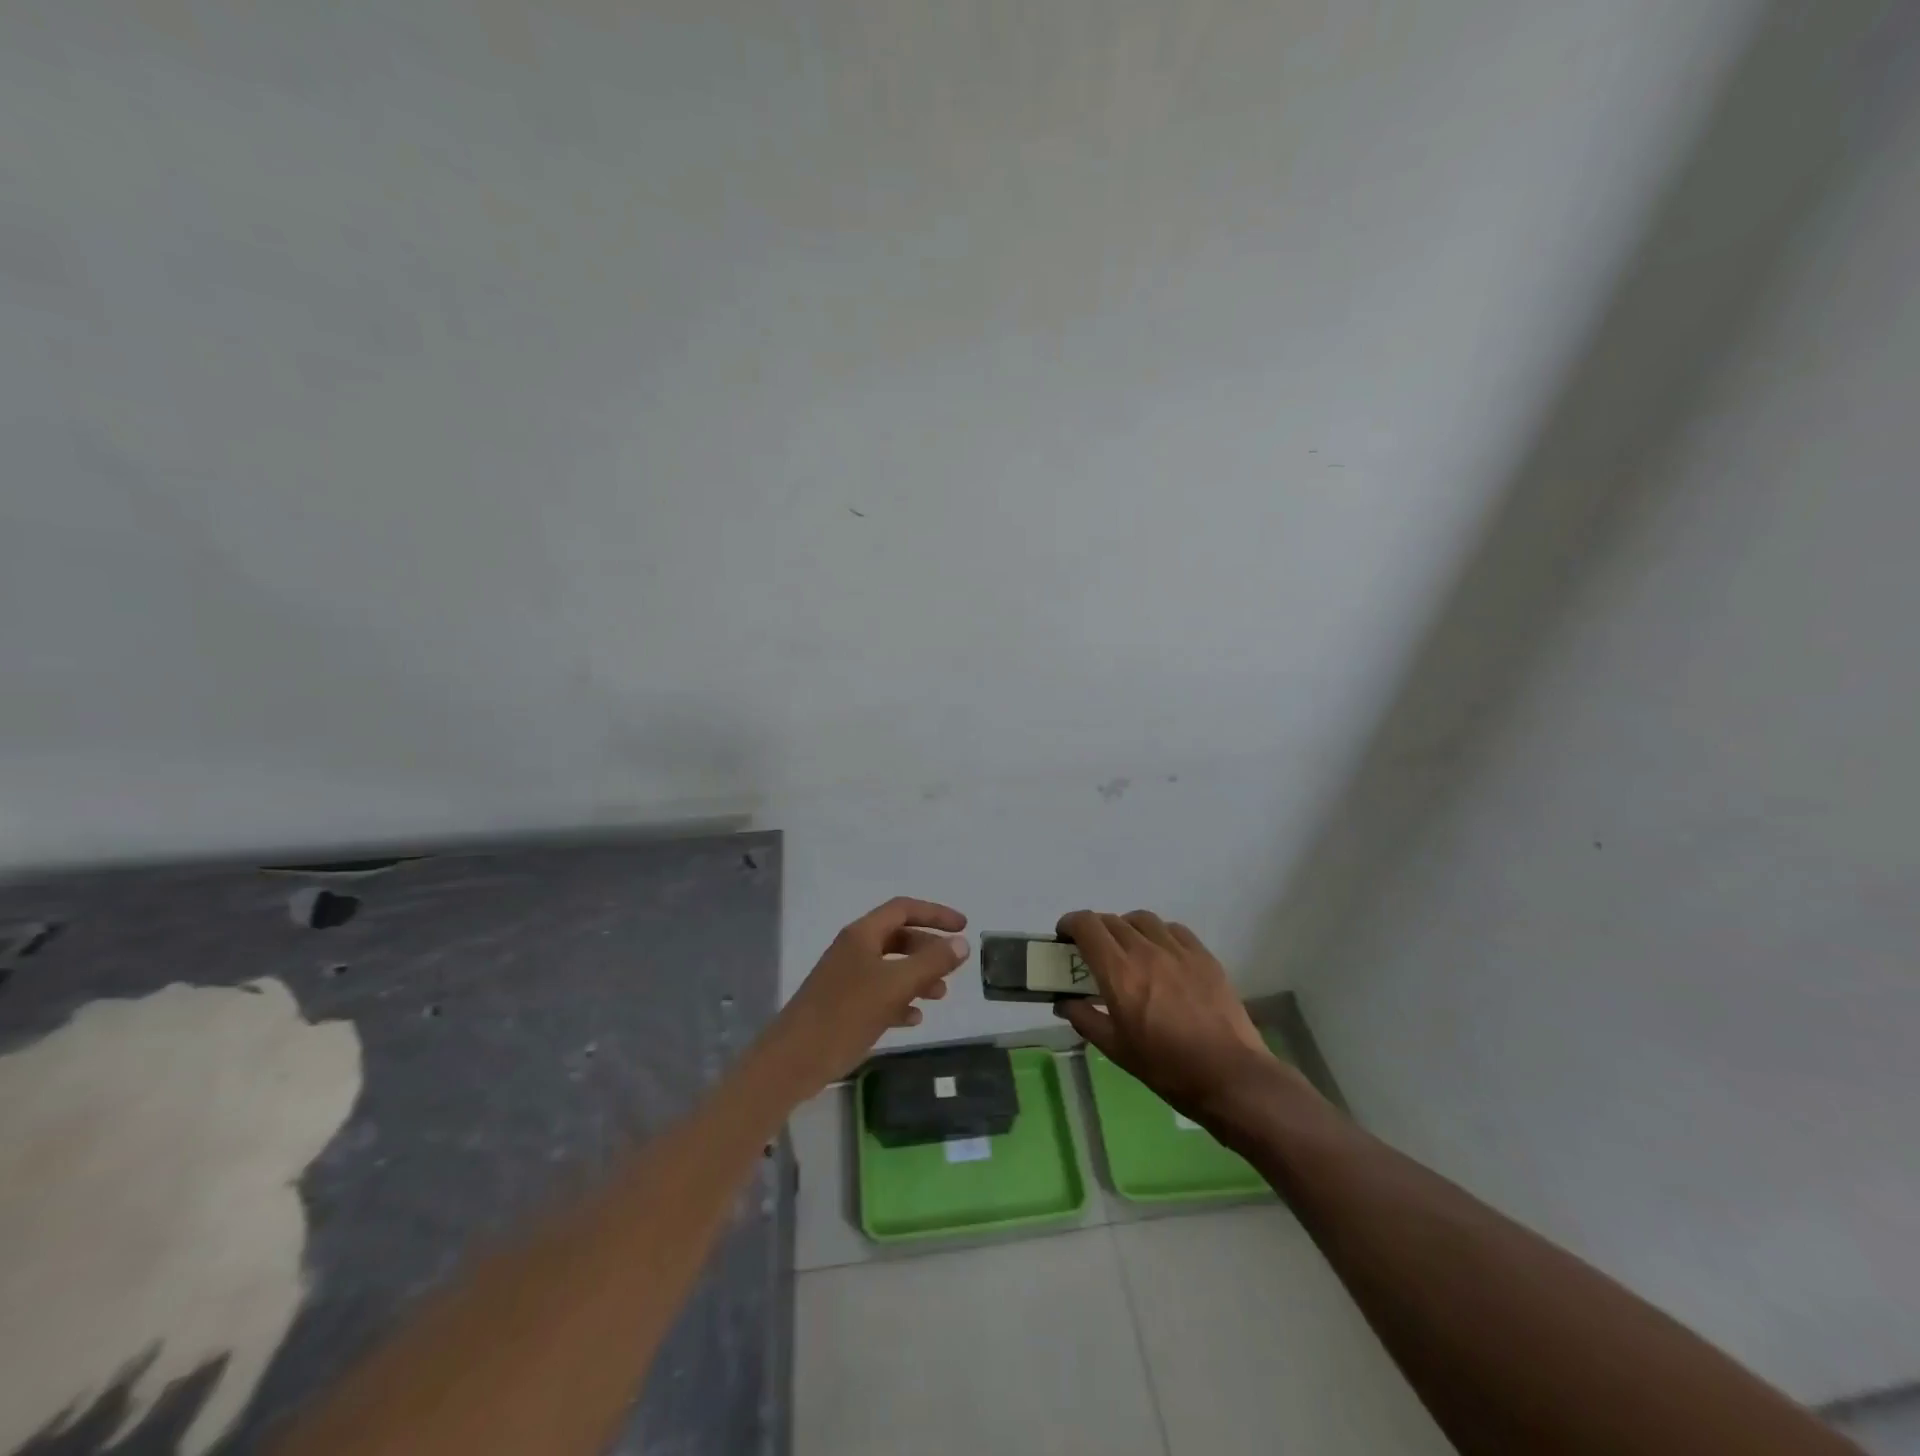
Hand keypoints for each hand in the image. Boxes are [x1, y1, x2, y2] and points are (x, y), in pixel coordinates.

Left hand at [767, 898, 969, 1094]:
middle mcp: (854, 950)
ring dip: (918, 976)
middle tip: (953, 966)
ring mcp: (846, 978)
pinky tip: (914, 1018)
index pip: (904, 909)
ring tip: (940, 996)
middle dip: (928, 948)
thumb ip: (931, 962)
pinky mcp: (843, 1006)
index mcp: (862, 934)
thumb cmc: (846, 1013)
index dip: (935, 914)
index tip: (963, 927)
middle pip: (898, 937)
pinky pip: (879, 994)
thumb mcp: (895, 985)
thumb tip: (961, 943)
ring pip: (890, 967)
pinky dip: (900, 1000)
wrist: (794, 1060)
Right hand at [1055, 910, 1297, 1118]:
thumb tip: (1064, 1002)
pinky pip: (1173, 929)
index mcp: (1119, 973)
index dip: (1070, 923)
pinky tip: (1161, 954)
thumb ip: (1085, 1018)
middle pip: (1112, 920)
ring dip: (1126, 927)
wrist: (1229, 1076)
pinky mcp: (1204, 956)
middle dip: (1095, 929)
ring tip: (1127, 948)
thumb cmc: (1166, 1068)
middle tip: (1092, 951)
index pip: (1087, 926)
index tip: (1064, 937)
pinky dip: (1158, 933)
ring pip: (1143, 919)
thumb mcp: (1116, 1049)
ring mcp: (1178, 950)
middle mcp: (1146, 951)